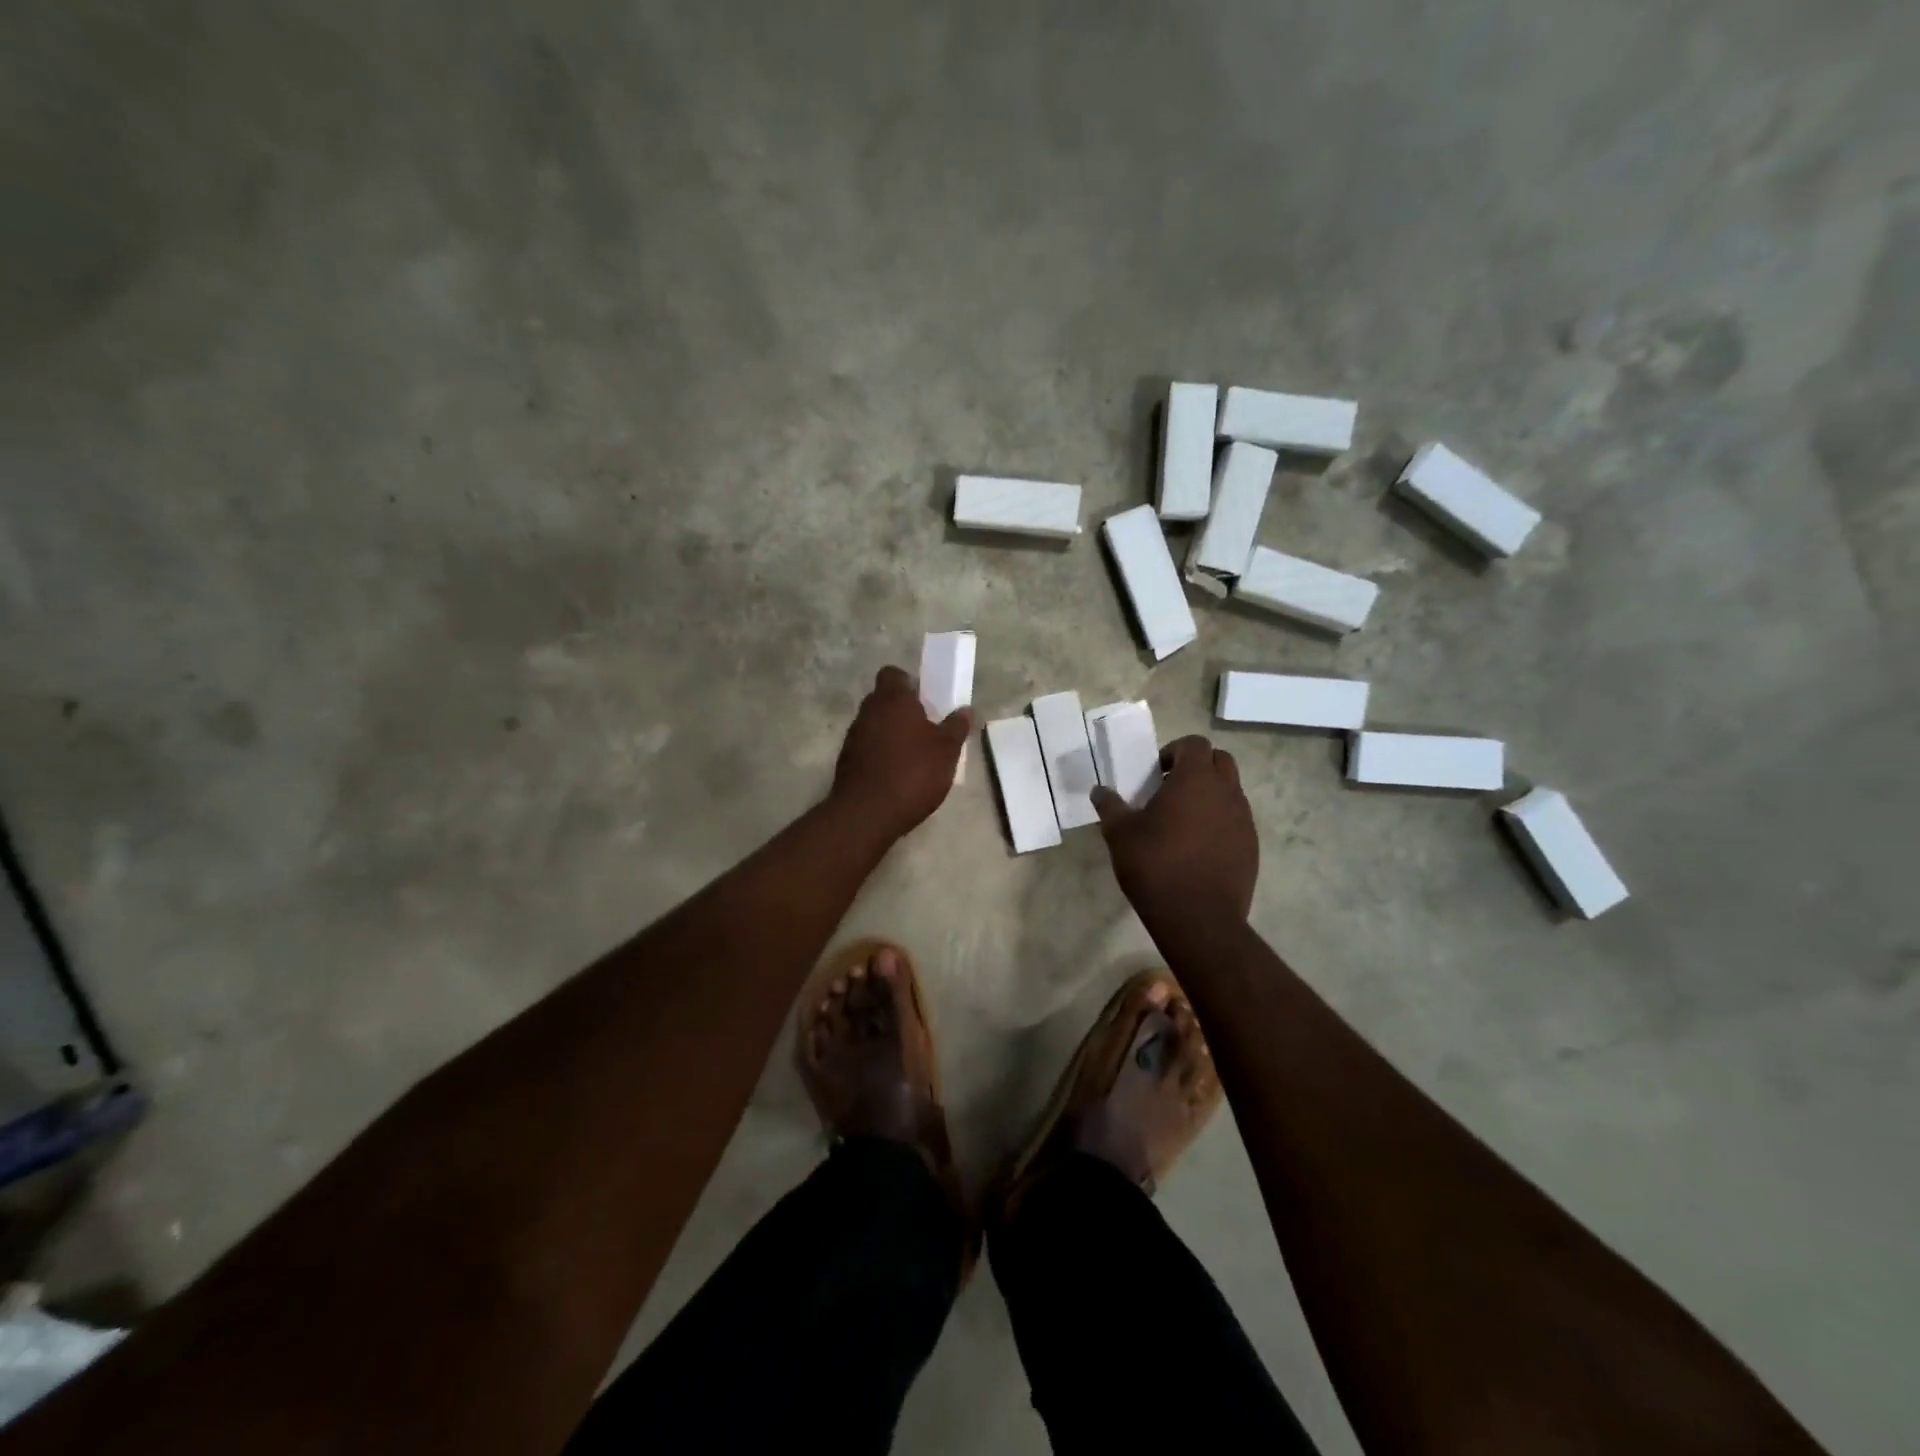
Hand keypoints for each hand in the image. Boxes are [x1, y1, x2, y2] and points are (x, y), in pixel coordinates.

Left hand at [829, 666, 971, 837]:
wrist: (867, 814)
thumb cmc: (912, 773)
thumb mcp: (946, 751)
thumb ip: (956, 727)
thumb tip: (965, 709)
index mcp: (892, 700)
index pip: (893, 674)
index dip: (908, 683)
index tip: (925, 700)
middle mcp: (868, 711)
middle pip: (884, 700)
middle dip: (903, 710)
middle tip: (926, 729)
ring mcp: (853, 737)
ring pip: (875, 724)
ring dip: (891, 734)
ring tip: (914, 756)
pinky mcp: (846, 761)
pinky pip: (867, 748)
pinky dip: (881, 754)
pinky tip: (897, 775)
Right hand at [1091, 735, 1256, 928]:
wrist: (1198, 918)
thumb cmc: (1155, 865)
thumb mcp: (1120, 834)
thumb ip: (1110, 806)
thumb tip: (1099, 791)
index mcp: (1195, 780)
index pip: (1194, 744)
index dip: (1174, 751)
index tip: (1155, 772)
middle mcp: (1226, 792)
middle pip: (1220, 761)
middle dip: (1197, 767)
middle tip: (1170, 789)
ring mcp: (1243, 820)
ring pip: (1231, 791)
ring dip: (1210, 795)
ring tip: (1182, 821)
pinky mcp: (1251, 846)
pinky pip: (1236, 820)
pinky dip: (1219, 822)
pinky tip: (1197, 847)